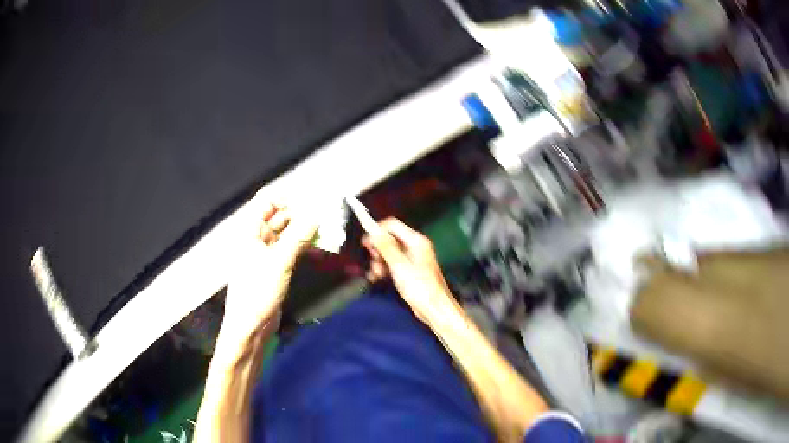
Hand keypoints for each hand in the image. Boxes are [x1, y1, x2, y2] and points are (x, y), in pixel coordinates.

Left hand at [222, 204, 317, 339]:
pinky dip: (303, 246)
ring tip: (325, 229)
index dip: (287, 196)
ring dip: (304, 230)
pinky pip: (290, 248)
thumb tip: (316, 215)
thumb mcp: (279, 262)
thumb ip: (298, 237)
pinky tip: (318, 247)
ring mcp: (265, 252)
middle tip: (324, 214)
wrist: (250, 326)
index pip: (266, 201)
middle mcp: (256, 237)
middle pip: (279, 215)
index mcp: (249, 231)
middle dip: (300, 213)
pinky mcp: (274, 266)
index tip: (311, 198)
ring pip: (287, 232)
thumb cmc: (257, 291)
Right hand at [362, 218, 453, 321]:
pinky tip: (378, 277)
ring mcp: (413, 259)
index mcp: (416, 241)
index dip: (377, 231)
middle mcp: (415, 247)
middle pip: (390, 239)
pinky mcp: (410, 270)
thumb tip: (374, 232)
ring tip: (376, 273)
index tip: (367, 242)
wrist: (434, 308)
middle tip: (373, 260)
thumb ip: (386, 246)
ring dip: (379, 261)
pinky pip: (393, 264)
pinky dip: (384, 268)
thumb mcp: (399, 265)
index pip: (392, 225)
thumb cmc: (422, 288)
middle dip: (378, 249)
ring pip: (389, 252)